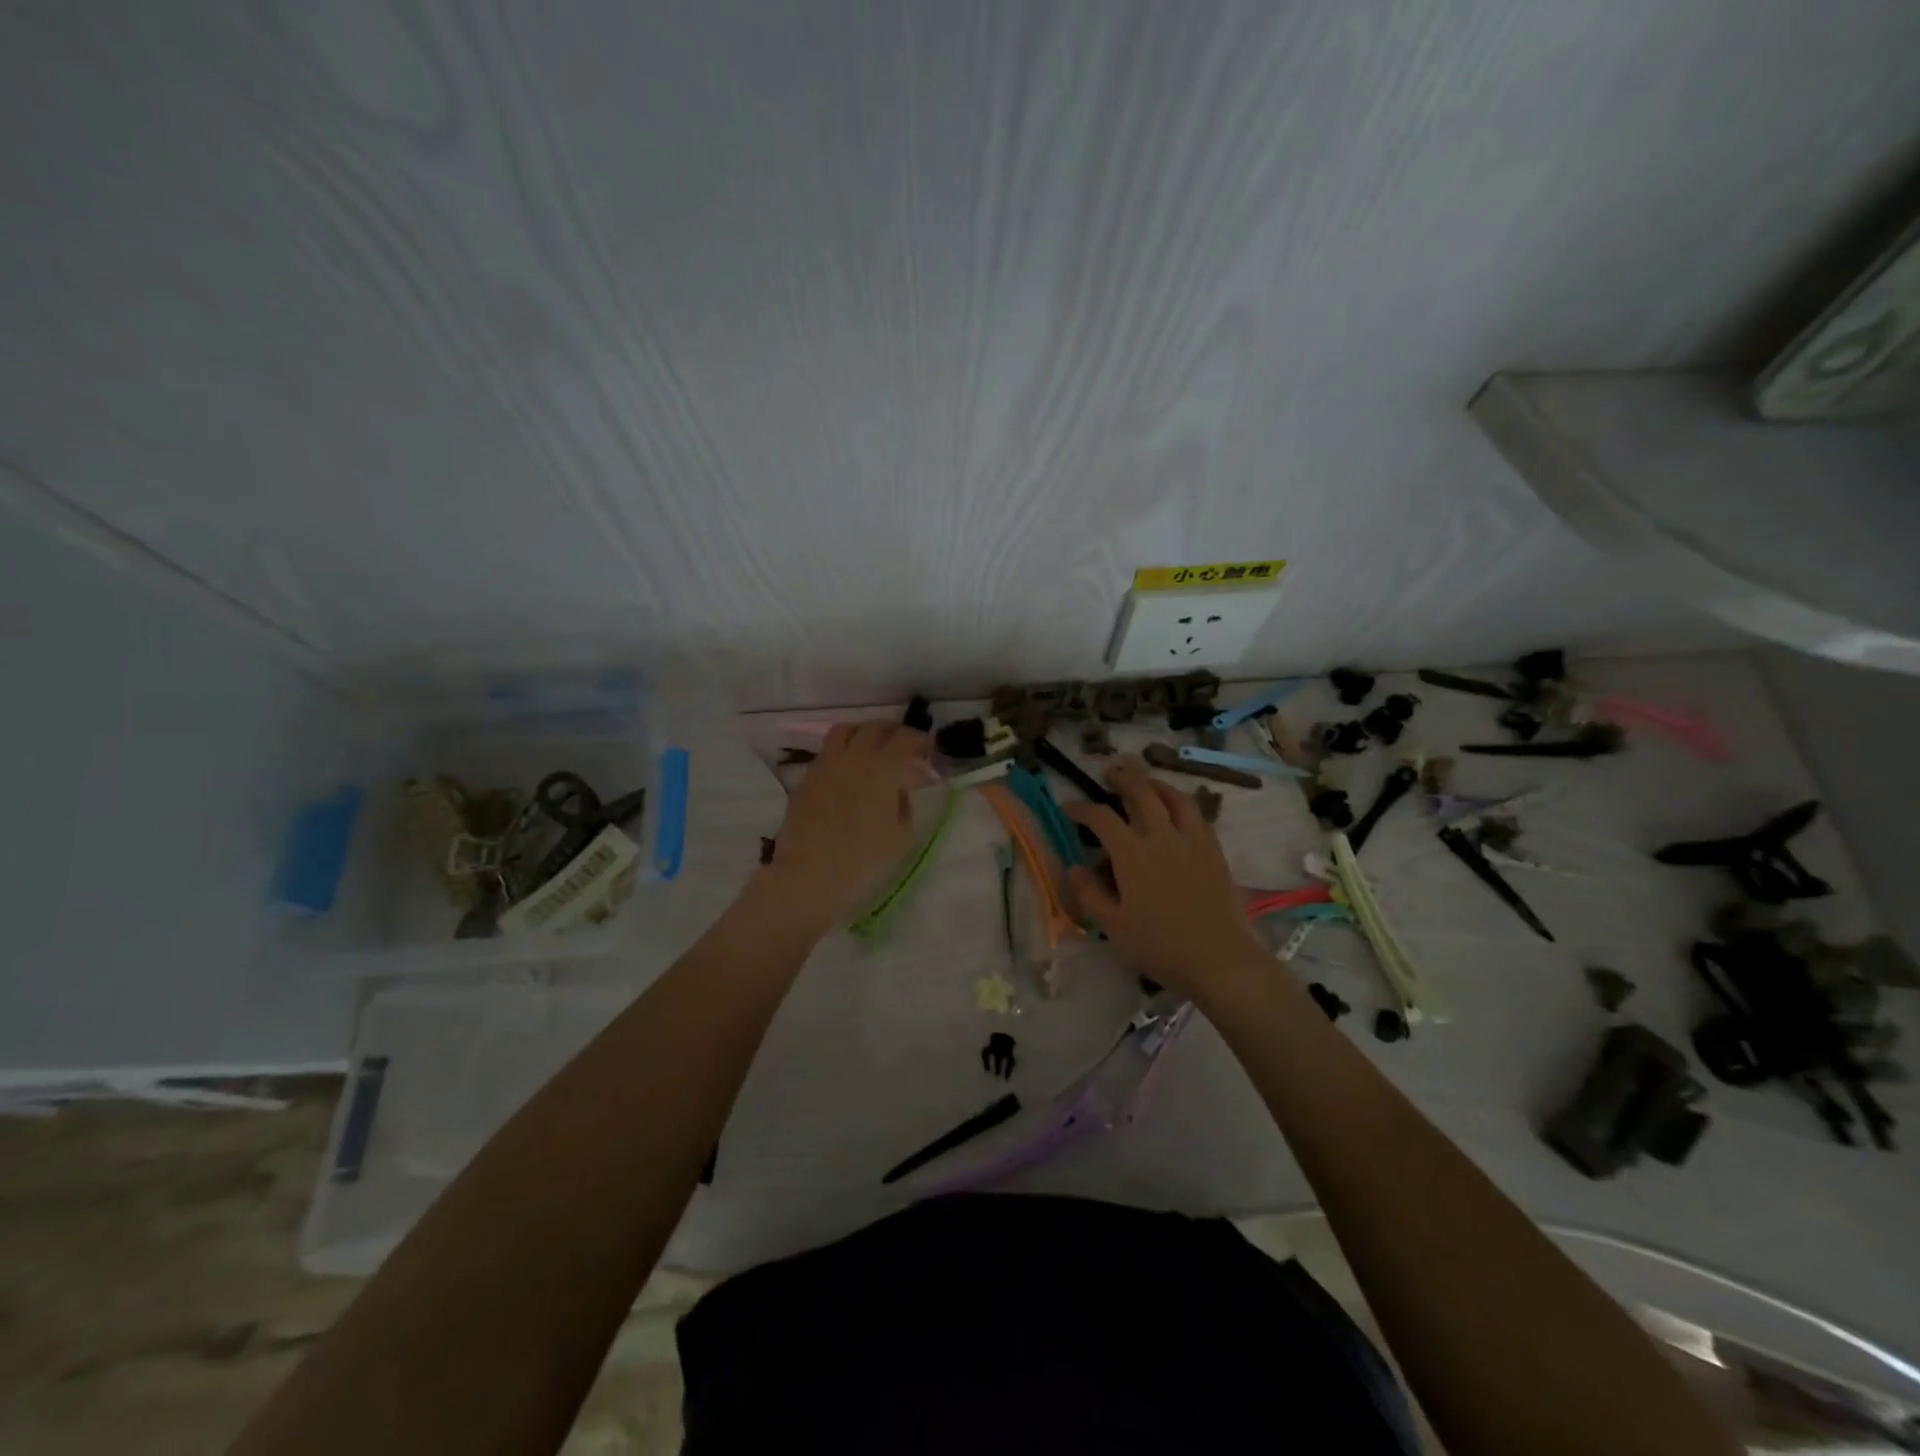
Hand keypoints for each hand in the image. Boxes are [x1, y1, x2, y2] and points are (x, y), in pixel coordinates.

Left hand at [763, 721, 932, 924]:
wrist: (808, 877)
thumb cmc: (863, 861)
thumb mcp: (901, 837)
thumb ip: (905, 805)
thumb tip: (899, 791)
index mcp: (883, 768)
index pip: (906, 739)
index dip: (921, 742)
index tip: (929, 752)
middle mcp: (854, 757)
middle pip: (875, 727)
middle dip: (895, 732)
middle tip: (905, 748)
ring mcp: (826, 764)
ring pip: (846, 730)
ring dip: (864, 733)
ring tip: (873, 750)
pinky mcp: (807, 778)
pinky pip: (828, 751)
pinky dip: (843, 752)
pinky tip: (848, 772)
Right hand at [1063, 757, 1268, 997]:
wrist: (1220, 959)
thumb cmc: (1160, 947)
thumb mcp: (1113, 927)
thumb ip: (1090, 894)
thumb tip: (1075, 868)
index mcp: (1132, 854)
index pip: (1101, 818)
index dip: (1082, 808)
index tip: (1069, 807)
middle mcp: (1161, 837)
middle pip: (1141, 793)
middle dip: (1123, 779)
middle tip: (1110, 772)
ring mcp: (1192, 841)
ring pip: (1174, 797)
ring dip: (1156, 783)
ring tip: (1147, 781)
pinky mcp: (1214, 851)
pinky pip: (1198, 815)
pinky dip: (1182, 803)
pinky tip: (1178, 810)